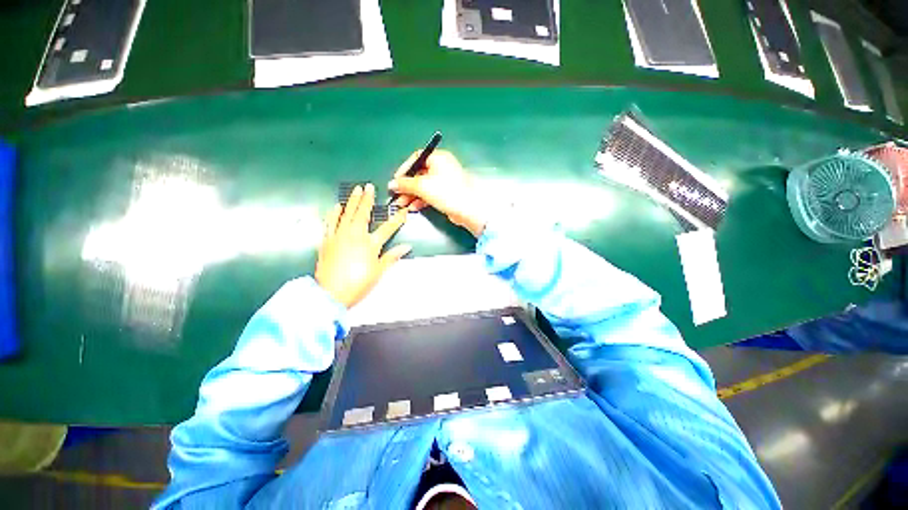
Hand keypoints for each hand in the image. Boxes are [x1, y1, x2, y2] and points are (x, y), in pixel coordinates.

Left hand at [315, 183, 410, 307]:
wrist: (331, 293)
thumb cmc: (358, 283)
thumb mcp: (378, 272)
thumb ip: (392, 257)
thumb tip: (407, 247)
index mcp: (370, 244)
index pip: (387, 228)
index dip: (397, 220)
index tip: (403, 211)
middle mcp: (355, 235)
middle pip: (363, 214)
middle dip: (367, 199)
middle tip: (369, 186)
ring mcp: (339, 236)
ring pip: (346, 214)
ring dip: (351, 201)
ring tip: (355, 190)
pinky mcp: (327, 241)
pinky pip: (330, 223)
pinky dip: (333, 213)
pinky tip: (336, 206)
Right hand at [388, 150, 487, 236]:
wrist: (468, 210)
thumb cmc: (446, 192)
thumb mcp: (422, 186)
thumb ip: (405, 184)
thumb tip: (392, 184)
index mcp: (438, 157)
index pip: (417, 157)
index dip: (405, 169)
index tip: (396, 180)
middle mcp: (442, 167)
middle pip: (419, 174)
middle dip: (407, 186)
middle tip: (397, 196)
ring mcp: (445, 181)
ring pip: (424, 186)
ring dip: (412, 195)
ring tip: (402, 205)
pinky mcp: (447, 194)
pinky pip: (430, 194)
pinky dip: (421, 200)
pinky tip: (413, 207)